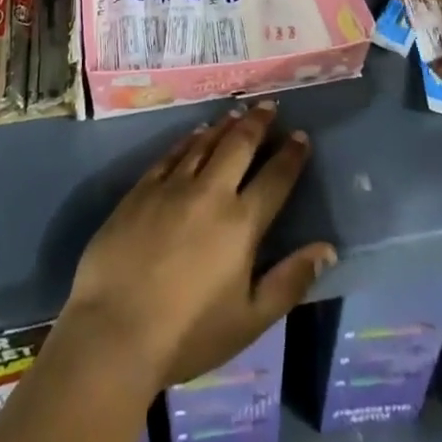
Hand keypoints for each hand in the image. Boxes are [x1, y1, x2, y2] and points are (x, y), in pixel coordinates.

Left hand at [61, 102, 335, 390]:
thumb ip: (290, 281)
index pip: (275, 179)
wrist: (114, 332)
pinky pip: (171, 154)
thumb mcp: (250, 320)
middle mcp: (210, 193)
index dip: (291, 156)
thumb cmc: (188, 335)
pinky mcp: (141, 190)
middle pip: (239, 146)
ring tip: (238, 112)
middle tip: (269, 105)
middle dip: (258, 123)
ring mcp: (172, 186)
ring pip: (205, 143)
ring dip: (225, 125)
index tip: (301, 137)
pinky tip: (196, 133)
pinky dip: (188, 139)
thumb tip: (327, 249)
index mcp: (241, 224)